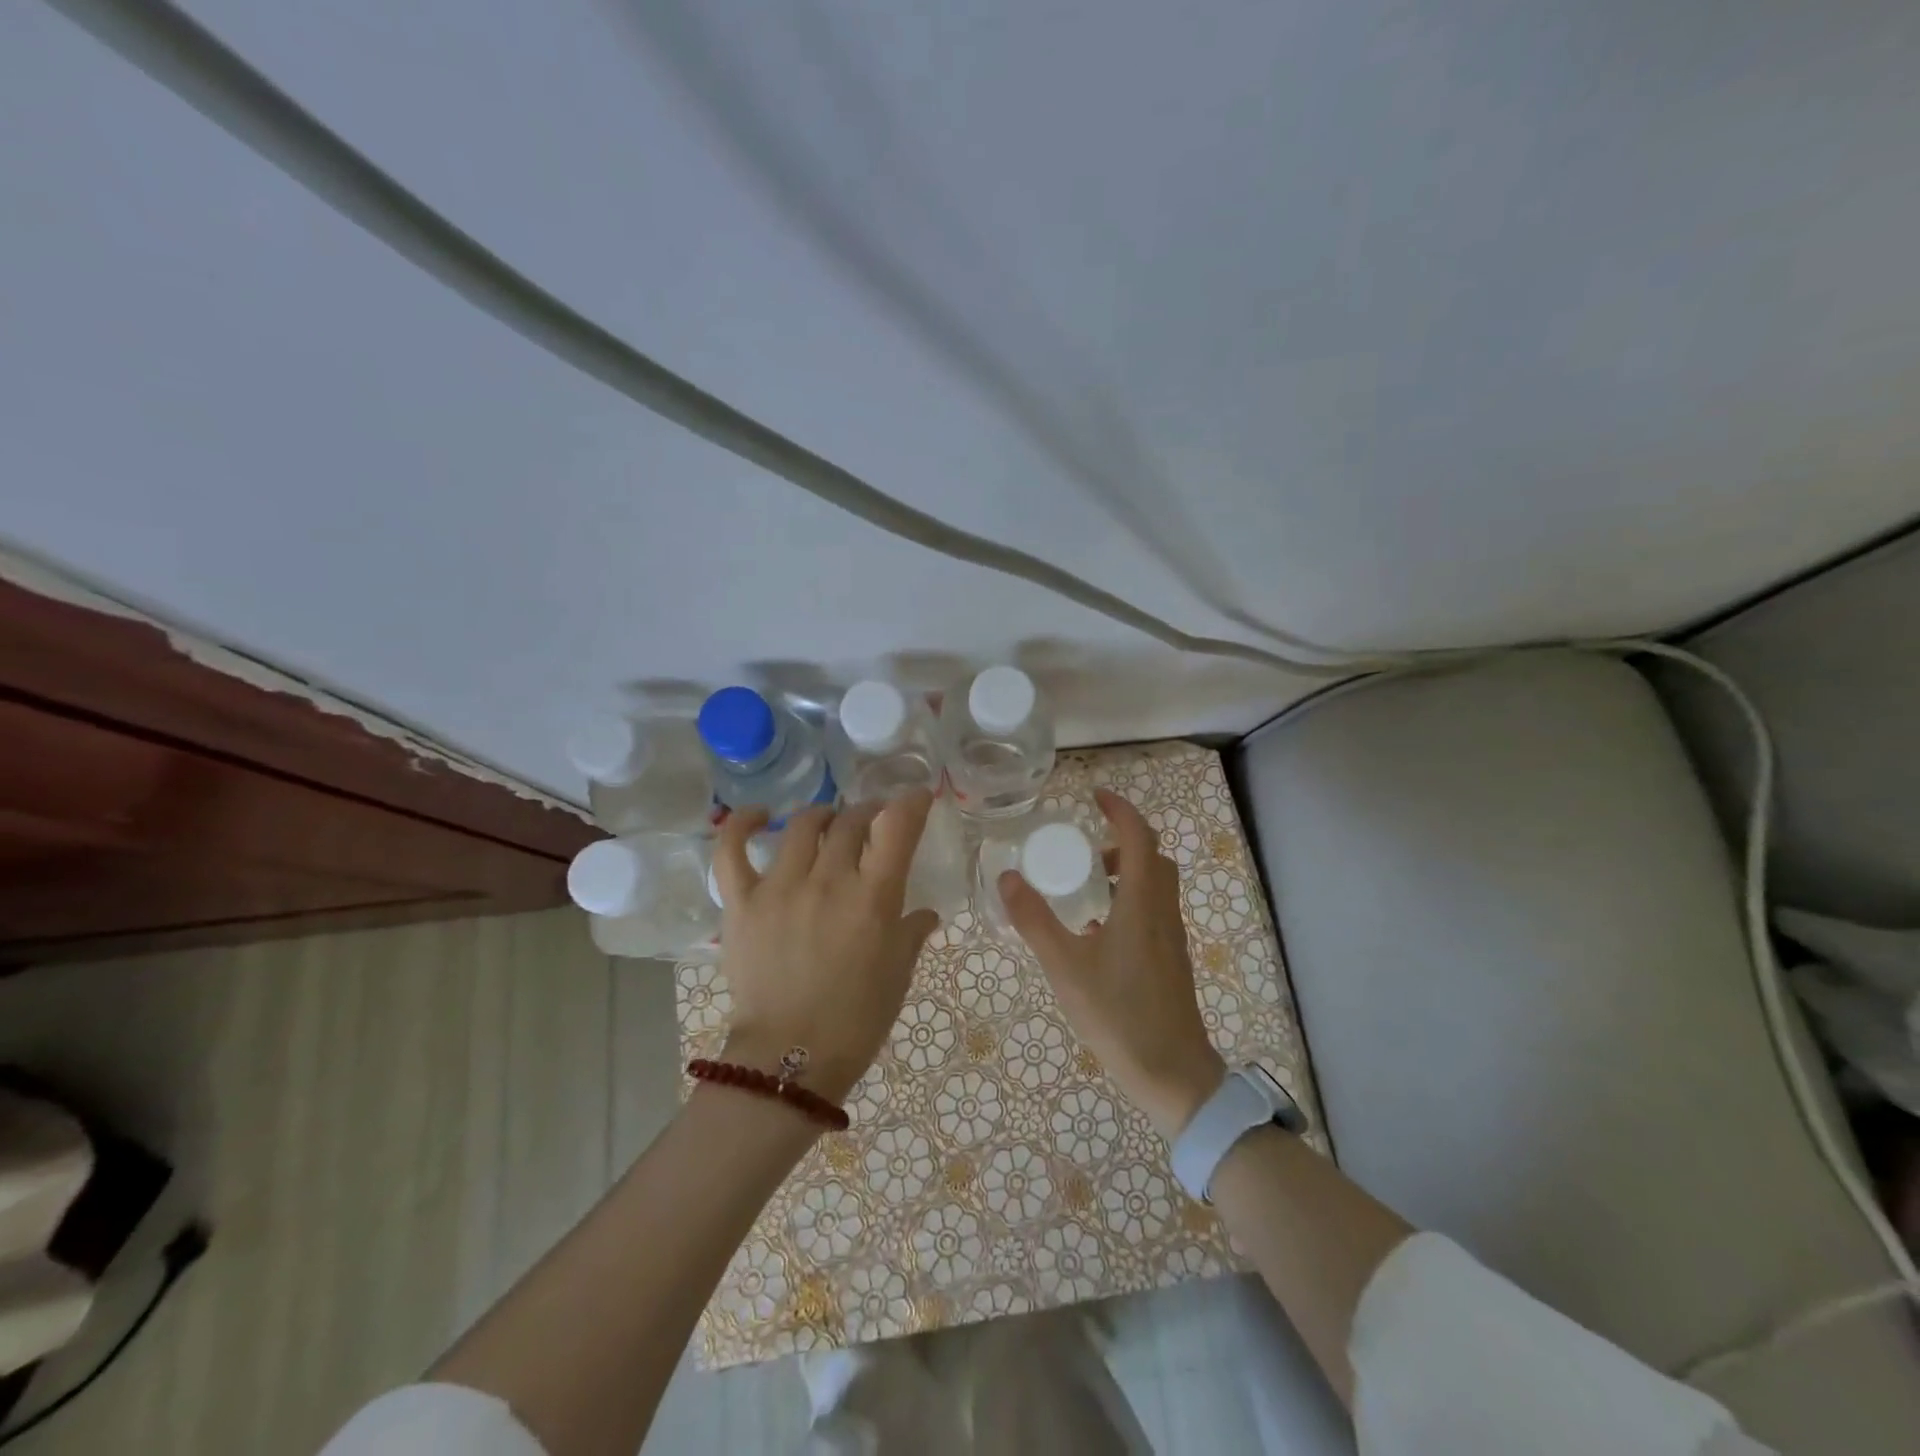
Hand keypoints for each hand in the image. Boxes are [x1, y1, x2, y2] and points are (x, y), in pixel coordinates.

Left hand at [713, 791, 940, 1103]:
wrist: (790, 1060)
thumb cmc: (857, 1019)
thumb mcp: (898, 974)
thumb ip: (912, 932)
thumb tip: (924, 913)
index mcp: (873, 897)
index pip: (897, 828)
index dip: (910, 803)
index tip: (916, 797)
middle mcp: (828, 880)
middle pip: (850, 821)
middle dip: (867, 812)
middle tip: (872, 821)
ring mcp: (780, 887)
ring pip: (802, 825)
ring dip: (823, 815)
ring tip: (829, 821)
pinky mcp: (742, 902)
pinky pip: (732, 850)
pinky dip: (742, 824)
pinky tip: (758, 816)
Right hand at [999, 788, 1225, 1138]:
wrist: (1173, 1074)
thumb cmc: (1118, 1015)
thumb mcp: (1065, 967)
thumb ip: (1034, 920)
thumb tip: (1008, 876)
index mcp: (1141, 903)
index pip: (1139, 837)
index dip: (1120, 810)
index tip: (1095, 796)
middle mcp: (1162, 912)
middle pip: (1152, 857)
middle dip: (1121, 840)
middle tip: (1084, 847)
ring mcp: (1171, 938)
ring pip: (1155, 885)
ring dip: (1125, 871)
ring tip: (1086, 887)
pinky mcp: (1171, 960)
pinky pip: (1153, 911)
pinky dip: (1129, 900)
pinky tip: (1098, 931)